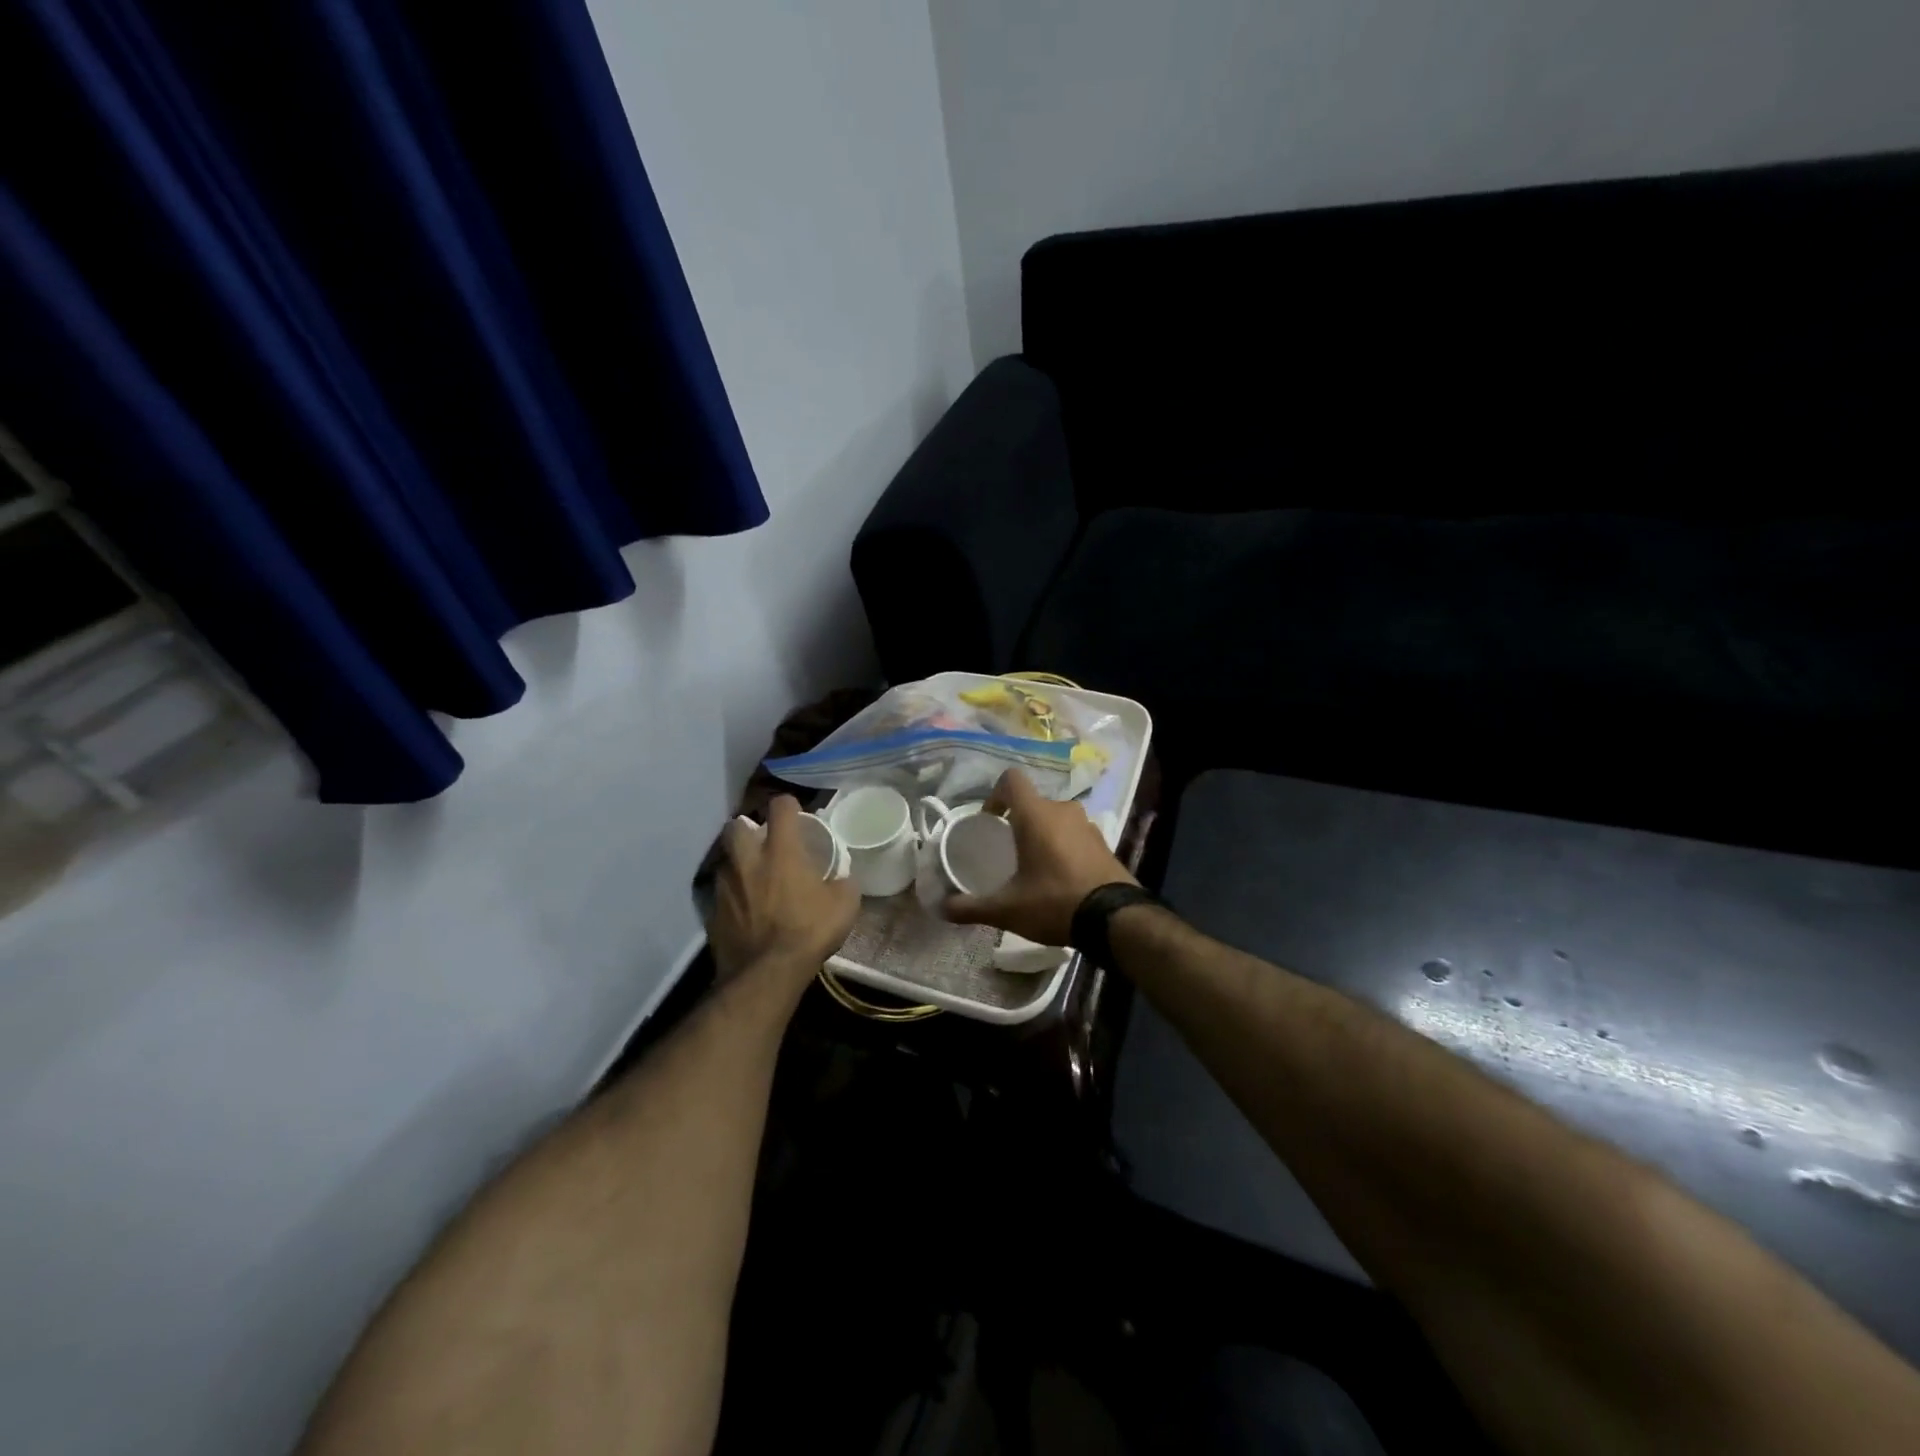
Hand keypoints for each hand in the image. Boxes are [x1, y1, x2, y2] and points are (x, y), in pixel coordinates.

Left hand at [709, 796, 858, 990]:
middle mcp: (748, 860)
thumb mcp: (844, 906)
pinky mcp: (712, 911)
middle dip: (748, 828)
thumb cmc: (808, 932)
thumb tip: (841, 878)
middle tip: (763, 842)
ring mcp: (725, 885)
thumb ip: (842, 883)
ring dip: (738, 862)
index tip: (795, 814)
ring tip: (754, 877)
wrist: (765, 974)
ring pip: (726, 859)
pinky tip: (745, 909)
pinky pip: (721, 892)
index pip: (780, 807)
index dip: (788, 806)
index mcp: (781, 851)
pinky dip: (732, 894)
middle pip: (736, 826)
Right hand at [944, 769, 1136, 945]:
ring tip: (1035, 866)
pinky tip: (1061, 877)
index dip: (996, 794)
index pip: (1011, 779)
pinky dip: (1065, 847)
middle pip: (1034, 803)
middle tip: (1009, 851)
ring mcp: (1087, 825)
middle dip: (1019, 822)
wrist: (1115, 918)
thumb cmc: (1054, 902)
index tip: (991, 821)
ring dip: (1044, 834)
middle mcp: (1063, 810)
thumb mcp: (1007, 909)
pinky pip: (1076, 835)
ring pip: (1056, 819)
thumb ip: (972, 907)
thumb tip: (942, 908)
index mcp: (1036, 815)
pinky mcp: (1104, 843)